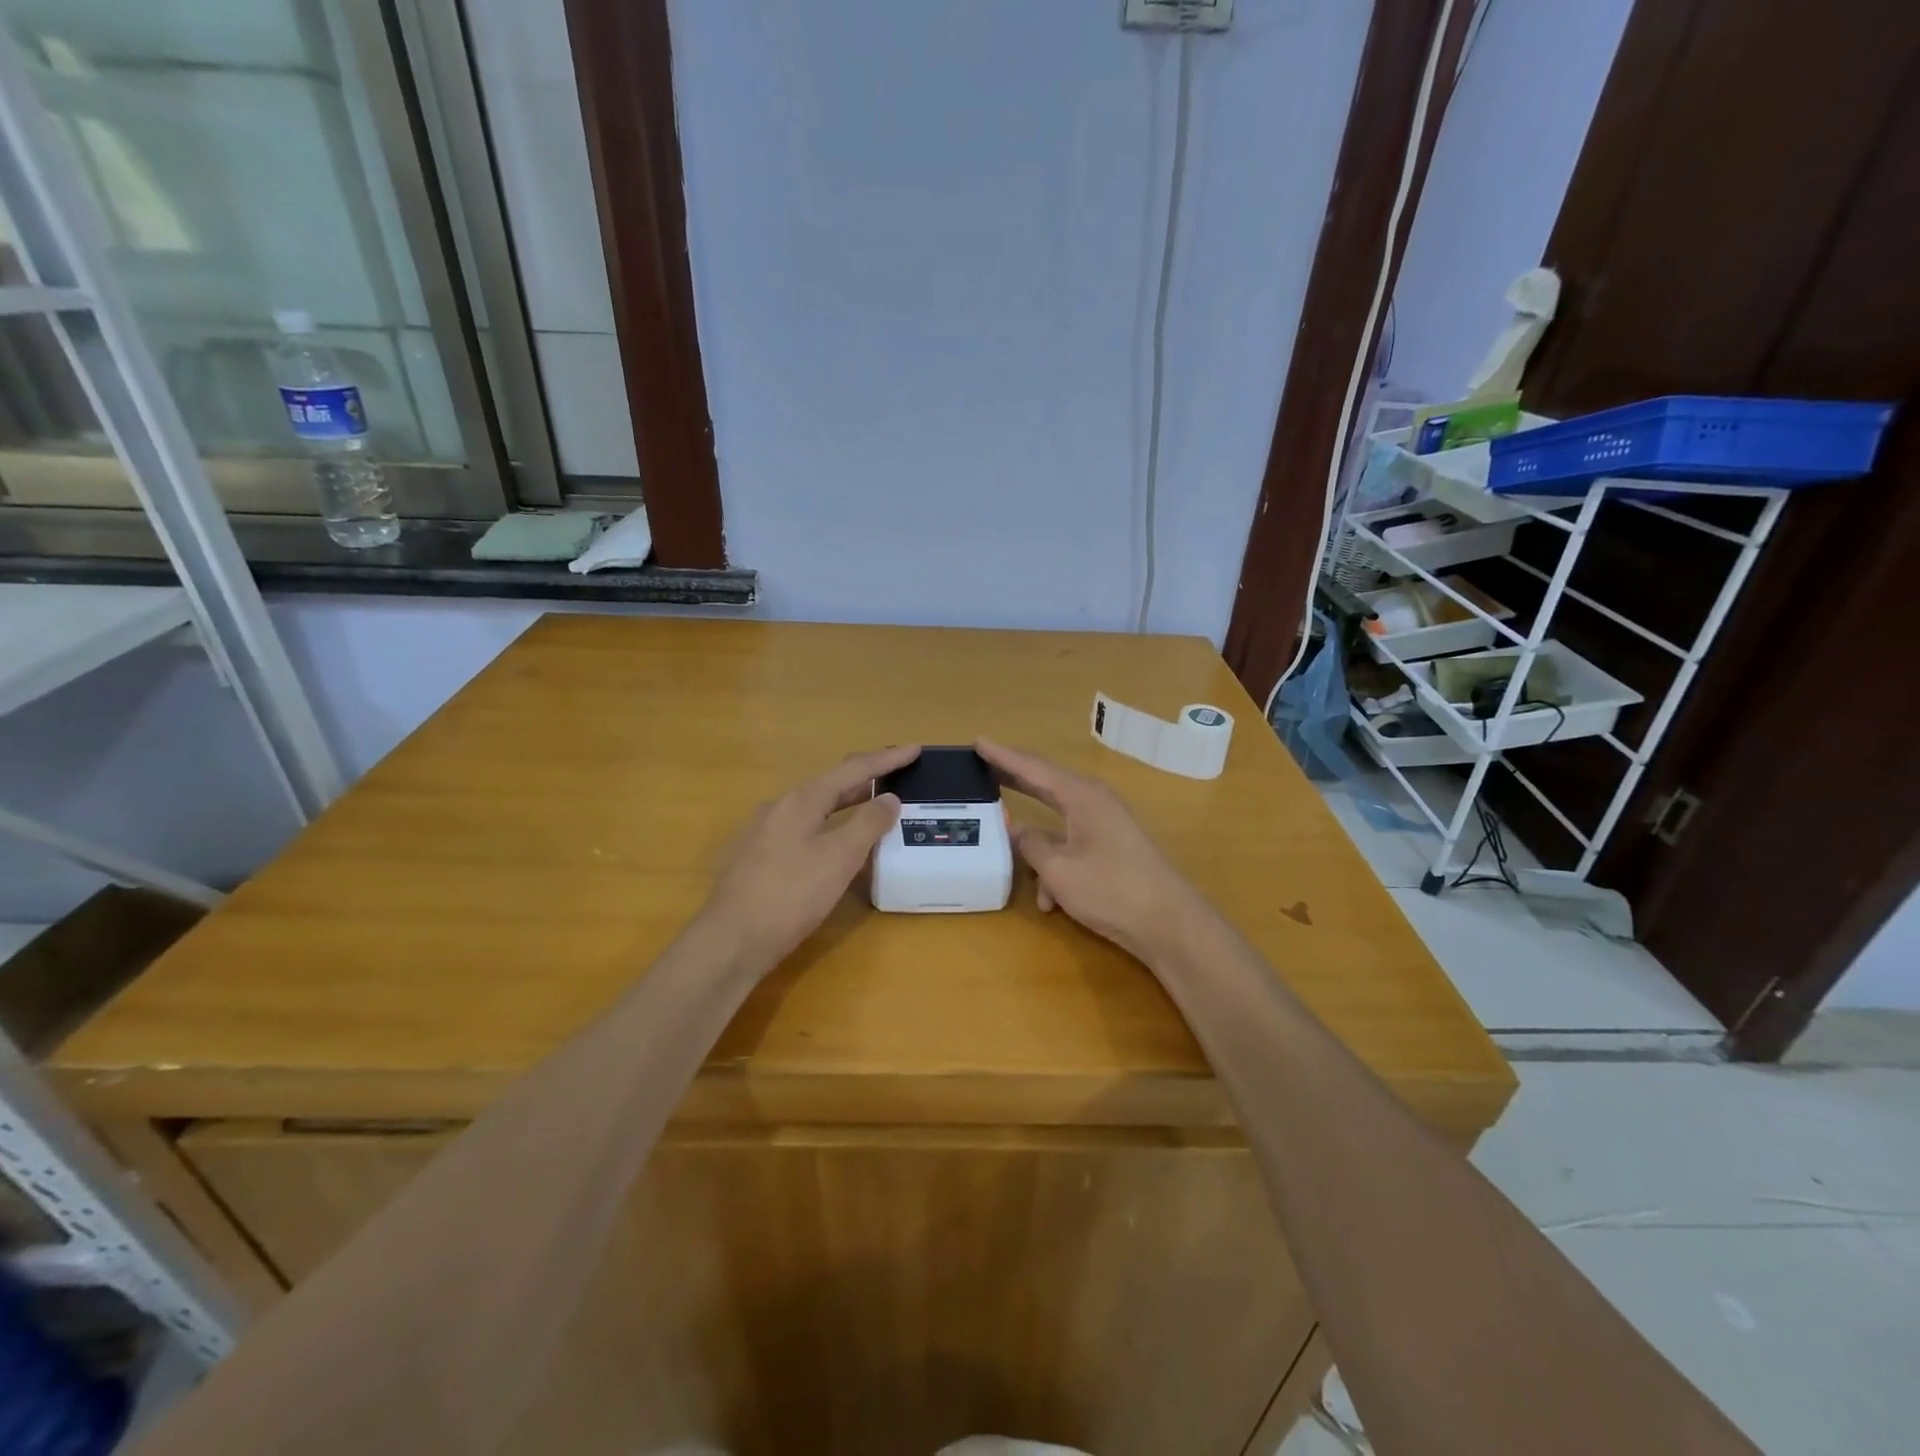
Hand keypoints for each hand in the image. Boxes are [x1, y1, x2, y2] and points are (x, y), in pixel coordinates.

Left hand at [697, 745, 917, 969]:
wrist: (731, 941)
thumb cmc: (790, 895)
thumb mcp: (839, 858)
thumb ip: (868, 824)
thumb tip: (889, 798)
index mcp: (801, 800)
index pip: (852, 770)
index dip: (886, 760)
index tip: (915, 750)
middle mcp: (780, 807)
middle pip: (831, 784)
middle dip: (866, 778)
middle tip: (897, 774)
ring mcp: (765, 832)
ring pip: (815, 807)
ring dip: (847, 802)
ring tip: (874, 803)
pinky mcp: (759, 858)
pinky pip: (804, 828)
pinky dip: (830, 824)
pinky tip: (837, 842)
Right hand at [976, 738, 1209, 964]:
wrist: (1169, 923)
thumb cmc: (1111, 890)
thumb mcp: (1059, 870)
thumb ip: (1031, 845)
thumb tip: (1016, 829)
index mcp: (1081, 796)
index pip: (1033, 767)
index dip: (1003, 755)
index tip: (978, 741)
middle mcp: (1094, 801)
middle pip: (1046, 783)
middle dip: (1014, 778)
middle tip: (983, 766)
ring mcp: (1106, 823)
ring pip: (1057, 822)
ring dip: (1036, 844)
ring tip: (1009, 851)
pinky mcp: (1112, 846)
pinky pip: (1071, 844)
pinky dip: (1056, 866)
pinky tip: (1051, 901)